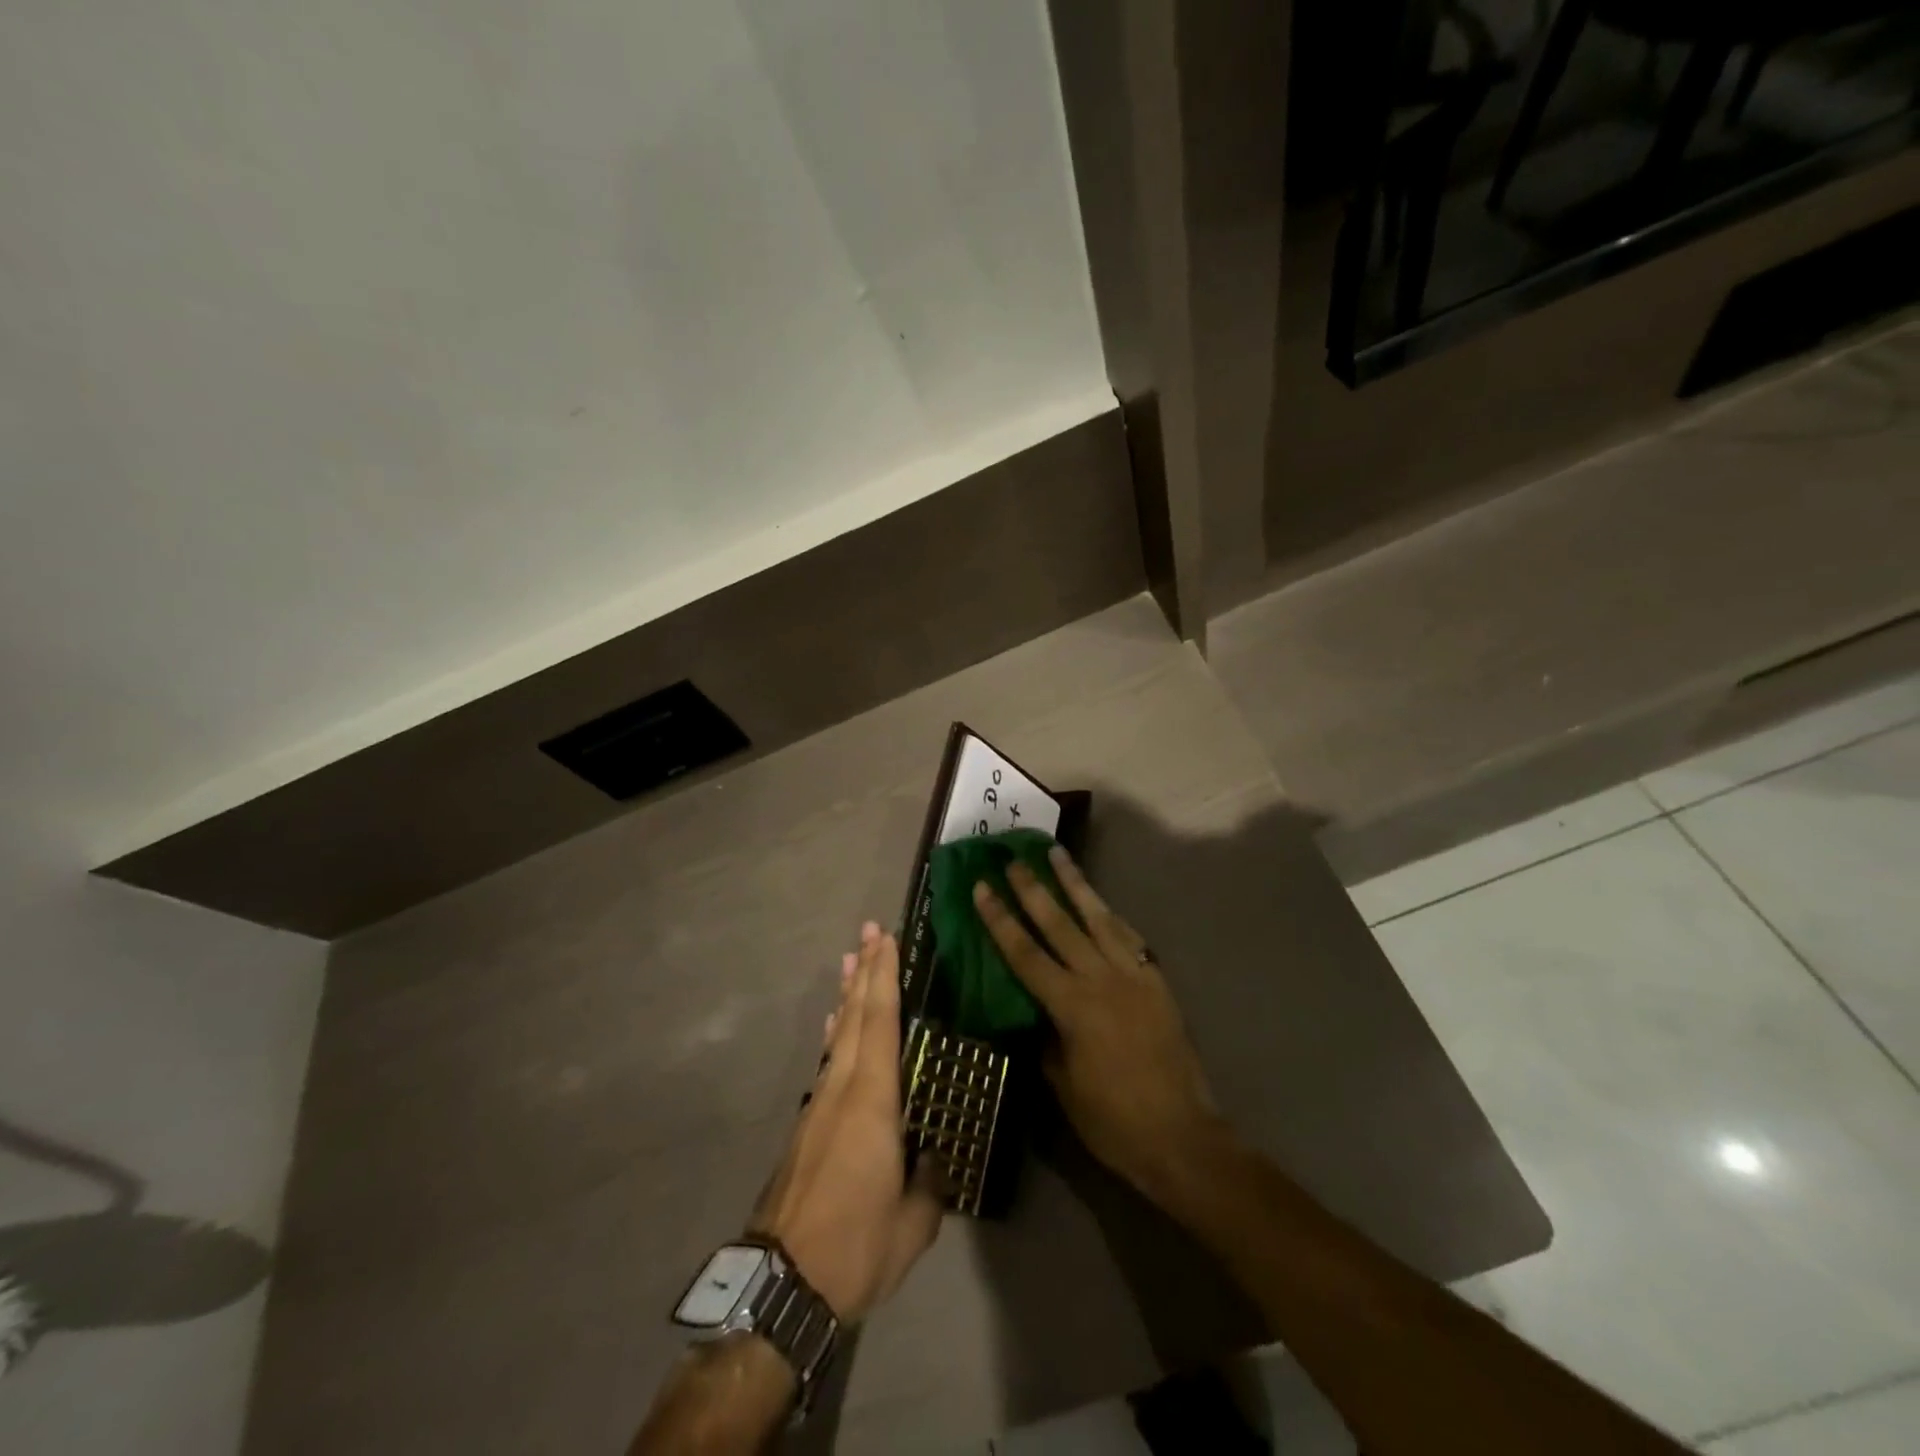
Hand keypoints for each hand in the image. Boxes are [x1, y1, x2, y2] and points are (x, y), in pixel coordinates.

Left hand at [750, 924, 943, 1322]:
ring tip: (851, 960)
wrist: (781, 1284)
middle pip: (854, 1017)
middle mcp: (842, 1090)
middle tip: (869, 931)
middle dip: (864, 971)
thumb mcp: (912, 1224)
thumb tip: (933, 1160)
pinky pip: (826, 1061)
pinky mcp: (806, 1125)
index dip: (884, 978)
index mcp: (872, 1102)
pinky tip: (833, 1024)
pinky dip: (833, 1032)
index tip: (886, 939)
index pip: (881, 1024)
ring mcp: (819, 1105)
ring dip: (846, 995)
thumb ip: (928, 1183)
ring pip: (836, 1035)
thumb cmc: (855, 1246)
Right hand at [972, 845, 1227, 1199]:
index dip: (1000, 919)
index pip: (1025, 953)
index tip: (982, 887)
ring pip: (1098, 918)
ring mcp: (1133, 976)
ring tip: (1057, 854)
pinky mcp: (1157, 981)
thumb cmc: (1113, 1121)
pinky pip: (1130, 938)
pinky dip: (1111, 915)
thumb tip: (1036, 1015)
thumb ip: (1046, 1040)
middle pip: (1059, 923)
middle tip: (1014, 859)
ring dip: (1075, 884)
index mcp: (1071, 1006)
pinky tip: (1100, 903)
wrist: (1182, 1137)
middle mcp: (1101, 979)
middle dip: (1033, 889)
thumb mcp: (1063, 1085)